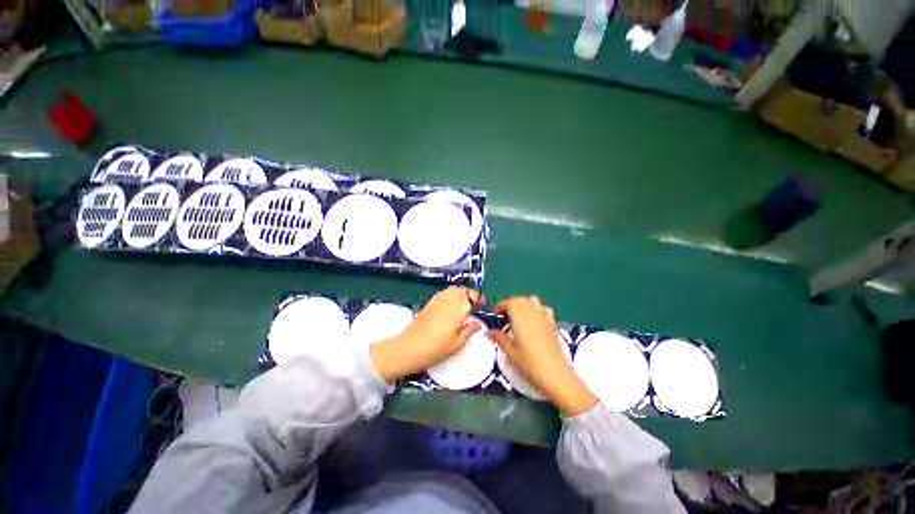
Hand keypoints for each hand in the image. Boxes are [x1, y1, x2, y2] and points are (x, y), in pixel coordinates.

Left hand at [370, 287, 482, 381]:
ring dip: (460, 293)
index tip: (483, 305)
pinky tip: (450, 306)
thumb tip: (478, 323)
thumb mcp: (457, 344)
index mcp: (456, 311)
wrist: (409, 349)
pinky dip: (449, 295)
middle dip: (470, 294)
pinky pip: (441, 294)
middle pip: (461, 290)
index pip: (471, 296)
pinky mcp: (427, 305)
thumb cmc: (436, 350)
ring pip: (450, 290)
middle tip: (475, 305)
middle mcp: (446, 302)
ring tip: (464, 305)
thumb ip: (469, 331)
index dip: (478, 298)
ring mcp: (435, 302)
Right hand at [488, 296, 596, 416]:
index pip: (511, 303)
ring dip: (525, 304)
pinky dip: (538, 310)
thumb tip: (488, 332)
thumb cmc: (529, 363)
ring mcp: (545, 319)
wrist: (554, 371)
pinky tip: (535, 322)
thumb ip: (500, 339)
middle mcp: (533, 315)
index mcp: (521, 320)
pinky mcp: (553, 325)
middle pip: (522, 299)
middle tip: (505, 315)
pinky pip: (545, 310)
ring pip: (535, 301)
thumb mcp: (511, 353)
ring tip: (519, 317)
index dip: (502, 305)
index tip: (495, 313)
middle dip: (512, 303)